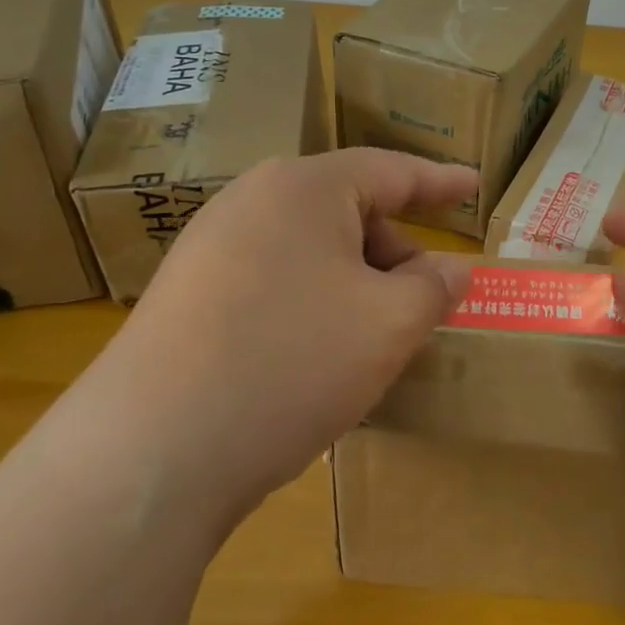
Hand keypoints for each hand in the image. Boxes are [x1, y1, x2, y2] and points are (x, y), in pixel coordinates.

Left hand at [92, 149, 473, 515]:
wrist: (150, 453)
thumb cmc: (291, 363)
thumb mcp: (388, 324)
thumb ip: (434, 288)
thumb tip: (451, 270)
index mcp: (304, 188)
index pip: (391, 170)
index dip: (441, 181)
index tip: (475, 185)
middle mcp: (250, 203)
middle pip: (348, 213)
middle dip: (397, 254)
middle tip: (426, 303)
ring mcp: (209, 249)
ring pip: (311, 254)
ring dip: (356, 287)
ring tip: (374, 342)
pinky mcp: (186, 298)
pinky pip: (274, 284)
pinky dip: (314, 308)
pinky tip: (317, 360)